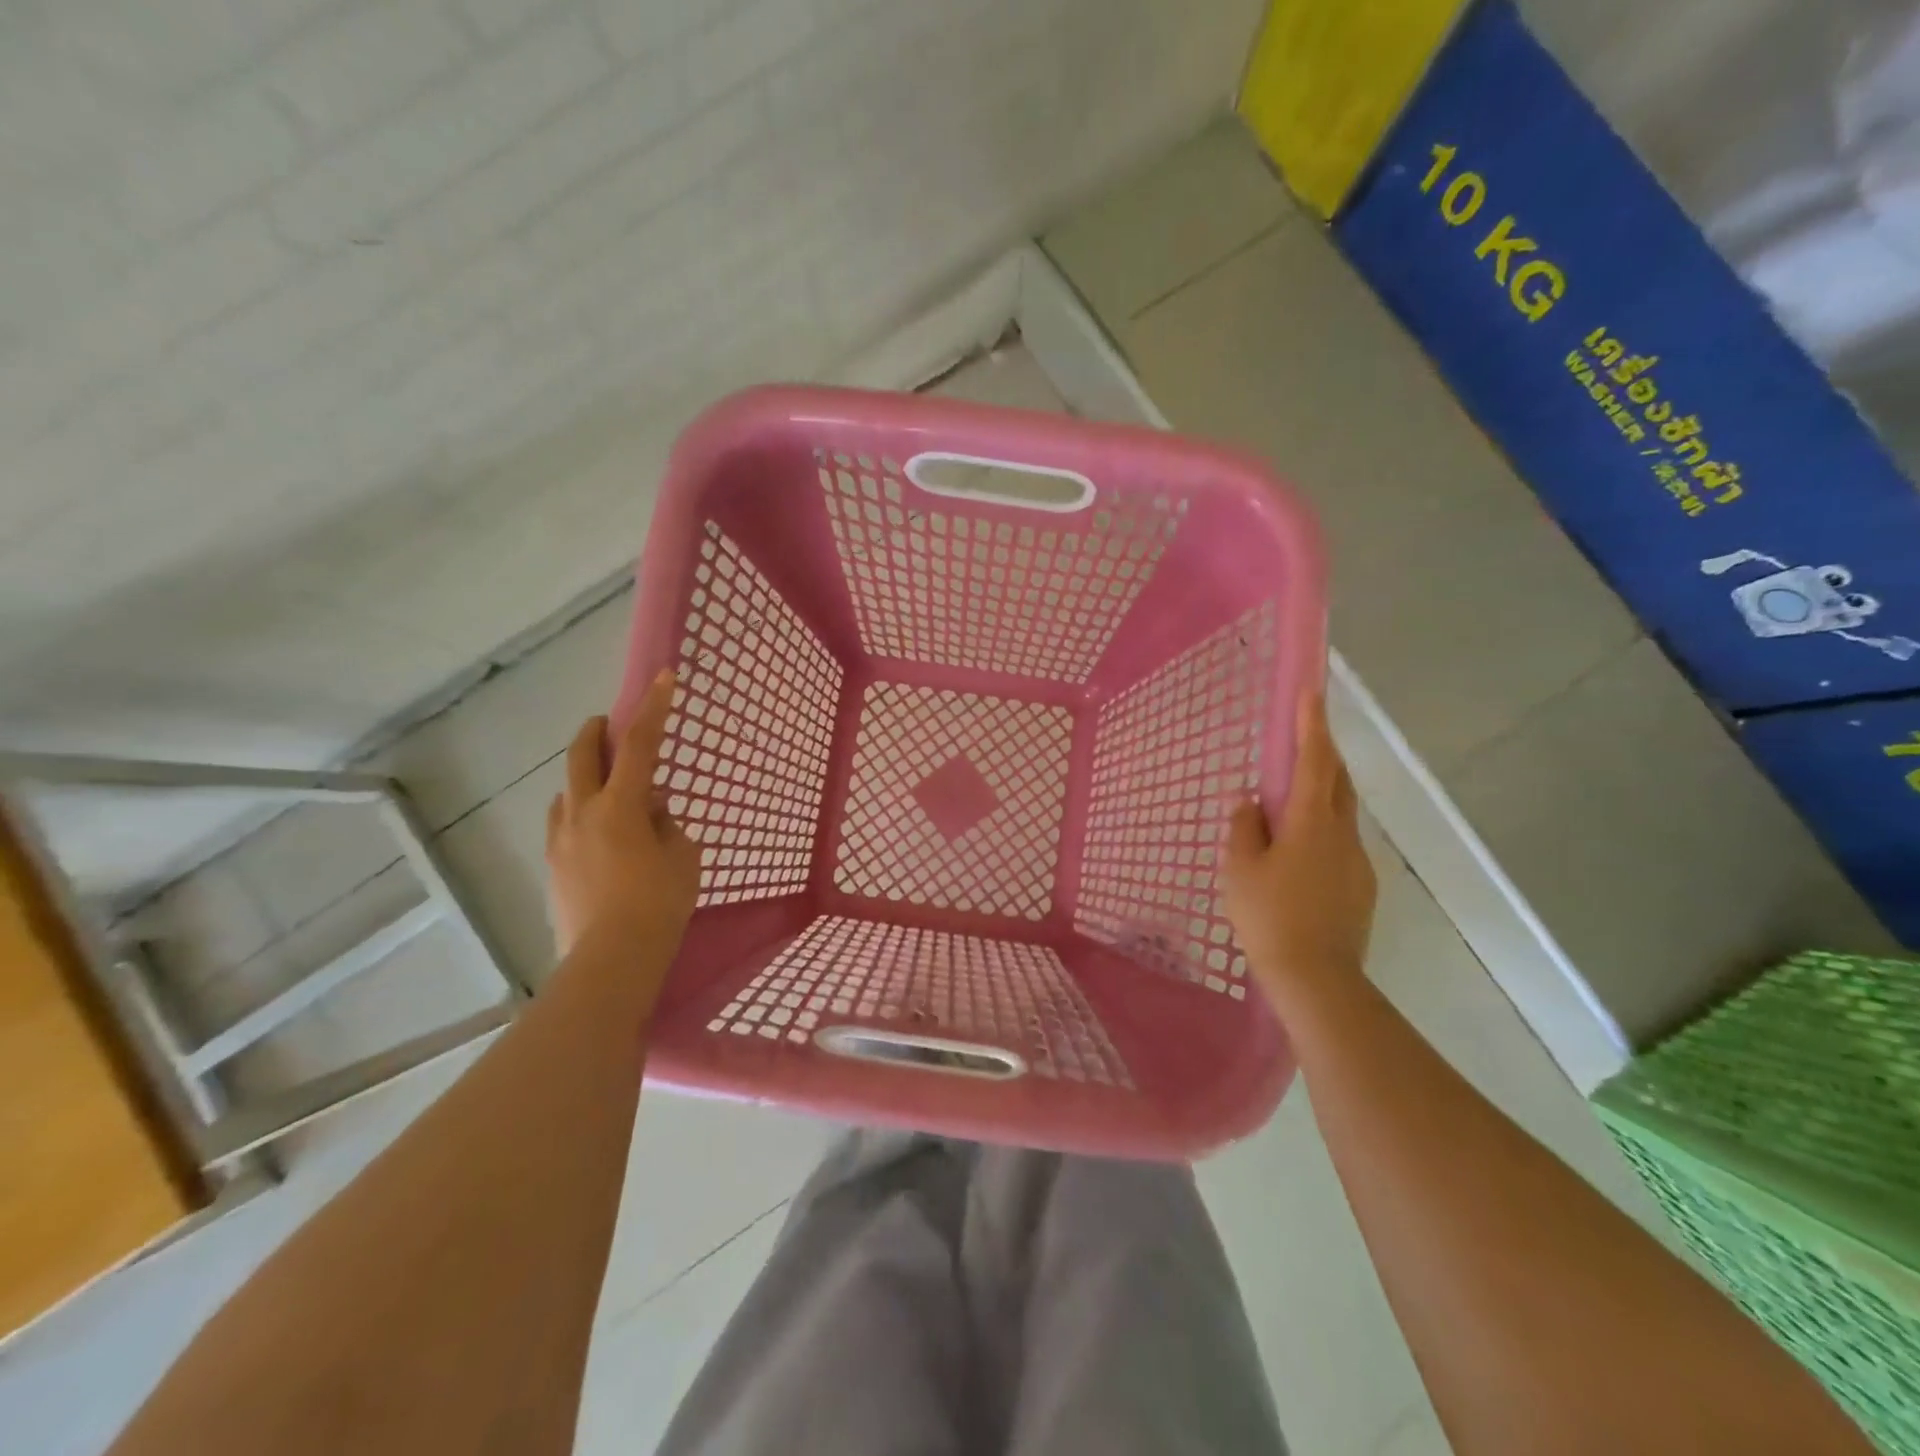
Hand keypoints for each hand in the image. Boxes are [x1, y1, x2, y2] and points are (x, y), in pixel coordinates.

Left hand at [545, 670, 701, 959]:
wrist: (611, 959)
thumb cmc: (659, 904)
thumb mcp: (682, 857)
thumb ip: (667, 824)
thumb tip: (652, 810)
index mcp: (620, 806)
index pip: (639, 744)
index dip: (653, 708)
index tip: (664, 677)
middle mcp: (582, 813)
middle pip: (582, 755)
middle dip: (598, 731)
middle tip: (611, 724)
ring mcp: (561, 840)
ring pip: (568, 790)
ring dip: (588, 777)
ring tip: (612, 791)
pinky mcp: (553, 867)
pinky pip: (564, 823)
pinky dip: (581, 812)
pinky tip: (598, 832)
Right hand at [1222, 687, 1376, 1014]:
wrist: (1317, 979)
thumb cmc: (1269, 916)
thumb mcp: (1240, 868)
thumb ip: (1244, 827)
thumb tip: (1250, 802)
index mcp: (1311, 822)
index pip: (1315, 760)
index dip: (1312, 724)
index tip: (1311, 691)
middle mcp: (1343, 833)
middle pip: (1338, 781)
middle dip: (1323, 754)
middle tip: (1302, 740)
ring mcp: (1357, 862)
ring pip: (1341, 813)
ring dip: (1322, 795)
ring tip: (1290, 804)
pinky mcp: (1361, 888)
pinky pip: (1341, 843)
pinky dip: (1322, 830)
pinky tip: (1299, 855)